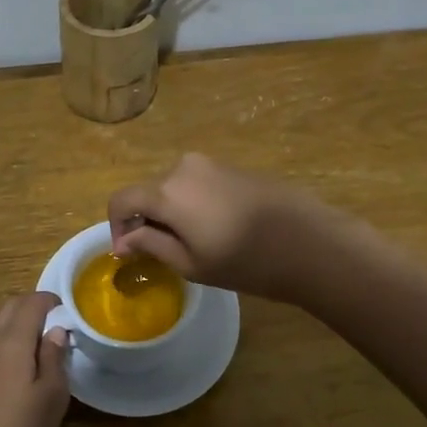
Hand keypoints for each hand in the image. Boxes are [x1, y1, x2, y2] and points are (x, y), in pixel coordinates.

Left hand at [0, 292, 70, 426]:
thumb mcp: (51, 399)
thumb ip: (55, 359)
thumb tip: (56, 330)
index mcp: (12, 341)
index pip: (32, 302)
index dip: (52, 301)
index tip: (72, 312)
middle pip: (11, 307)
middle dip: (35, 306)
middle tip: (59, 324)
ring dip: (21, 323)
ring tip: (45, 344)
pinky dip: (10, 340)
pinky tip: (24, 366)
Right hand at [107, 153, 333, 301]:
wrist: (309, 242)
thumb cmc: (245, 260)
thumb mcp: (191, 263)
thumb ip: (151, 245)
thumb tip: (124, 241)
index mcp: (167, 191)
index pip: (122, 199)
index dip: (117, 226)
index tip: (129, 253)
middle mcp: (182, 167)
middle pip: (148, 192)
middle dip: (146, 220)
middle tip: (162, 254)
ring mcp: (210, 163)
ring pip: (174, 188)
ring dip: (171, 212)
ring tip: (194, 244)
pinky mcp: (232, 167)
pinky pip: (198, 184)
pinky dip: (194, 204)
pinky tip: (218, 229)